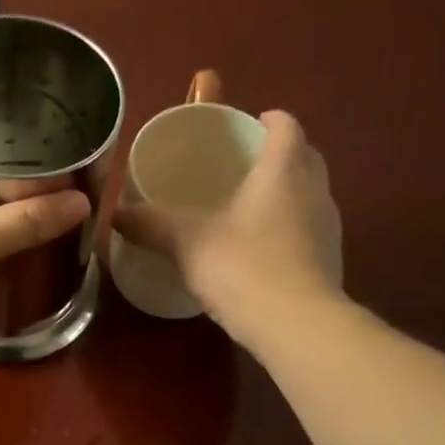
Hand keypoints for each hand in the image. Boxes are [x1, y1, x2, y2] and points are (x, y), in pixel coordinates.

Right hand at [112, 110, 342, 346]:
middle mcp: (314, 189)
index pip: (286, 126)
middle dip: (278, 154)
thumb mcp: (186, 242)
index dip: (268, 120)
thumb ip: (151, 224)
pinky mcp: (329, 260)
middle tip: (243, 166)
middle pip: (303, 156)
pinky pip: (308, 229)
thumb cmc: (242, 267)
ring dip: (287, 192)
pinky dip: (289, 228)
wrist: (296, 324)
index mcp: (283, 169)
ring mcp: (327, 226)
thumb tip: (114, 214)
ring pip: (309, 193)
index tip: (247, 126)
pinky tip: (261, 250)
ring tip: (249, 208)